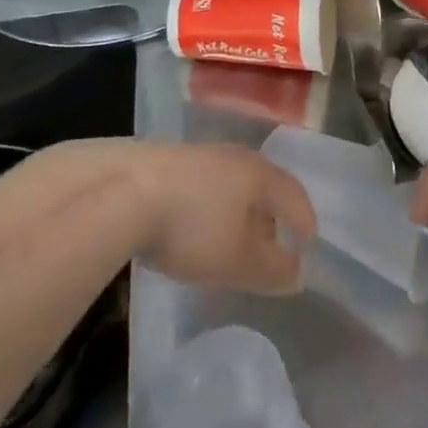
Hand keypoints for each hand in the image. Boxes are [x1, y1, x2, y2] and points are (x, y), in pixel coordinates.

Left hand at [120, 141, 317, 294]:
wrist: (119, 191)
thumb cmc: (192, 227)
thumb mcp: (238, 260)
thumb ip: (273, 269)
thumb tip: (298, 273)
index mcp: (259, 174)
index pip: (293, 194)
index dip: (304, 219)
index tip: (308, 240)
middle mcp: (233, 156)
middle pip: (261, 185)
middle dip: (269, 215)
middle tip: (270, 242)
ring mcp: (196, 154)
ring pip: (228, 183)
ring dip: (235, 210)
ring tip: (228, 237)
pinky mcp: (162, 160)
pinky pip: (199, 185)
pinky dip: (206, 205)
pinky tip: (189, 225)